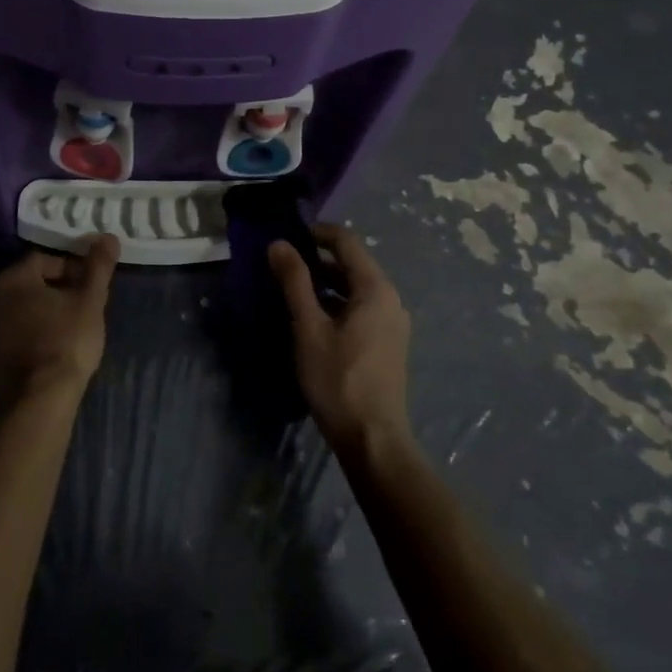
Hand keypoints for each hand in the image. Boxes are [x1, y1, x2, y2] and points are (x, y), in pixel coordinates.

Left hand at [0, 235, 119, 409]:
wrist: (39, 399)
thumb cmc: (67, 341)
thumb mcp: (90, 301)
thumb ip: (98, 267)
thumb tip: (109, 236)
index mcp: (13, 279)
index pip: (44, 260)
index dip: (71, 268)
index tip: (90, 284)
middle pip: (30, 284)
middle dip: (56, 289)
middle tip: (82, 305)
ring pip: (20, 310)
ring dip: (42, 312)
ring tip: (69, 327)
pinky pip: (13, 334)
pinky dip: (31, 334)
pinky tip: (51, 349)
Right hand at [269, 224, 412, 455]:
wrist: (373, 438)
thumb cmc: (338, 379)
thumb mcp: (308, 327)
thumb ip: (294, 282)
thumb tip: (279, 244)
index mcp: (376, 289)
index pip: (347, 242)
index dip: (317, 232)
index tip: (287, 236)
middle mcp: (391, 300)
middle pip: (353, 263)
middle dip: (318, 258)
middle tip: (283, 263)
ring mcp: (393, 323)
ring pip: (356, 287)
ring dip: (326, 282)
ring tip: (292, 289)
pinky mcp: (388, 343)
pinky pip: (362, 307)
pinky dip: (337, 302)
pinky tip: (314, 318)